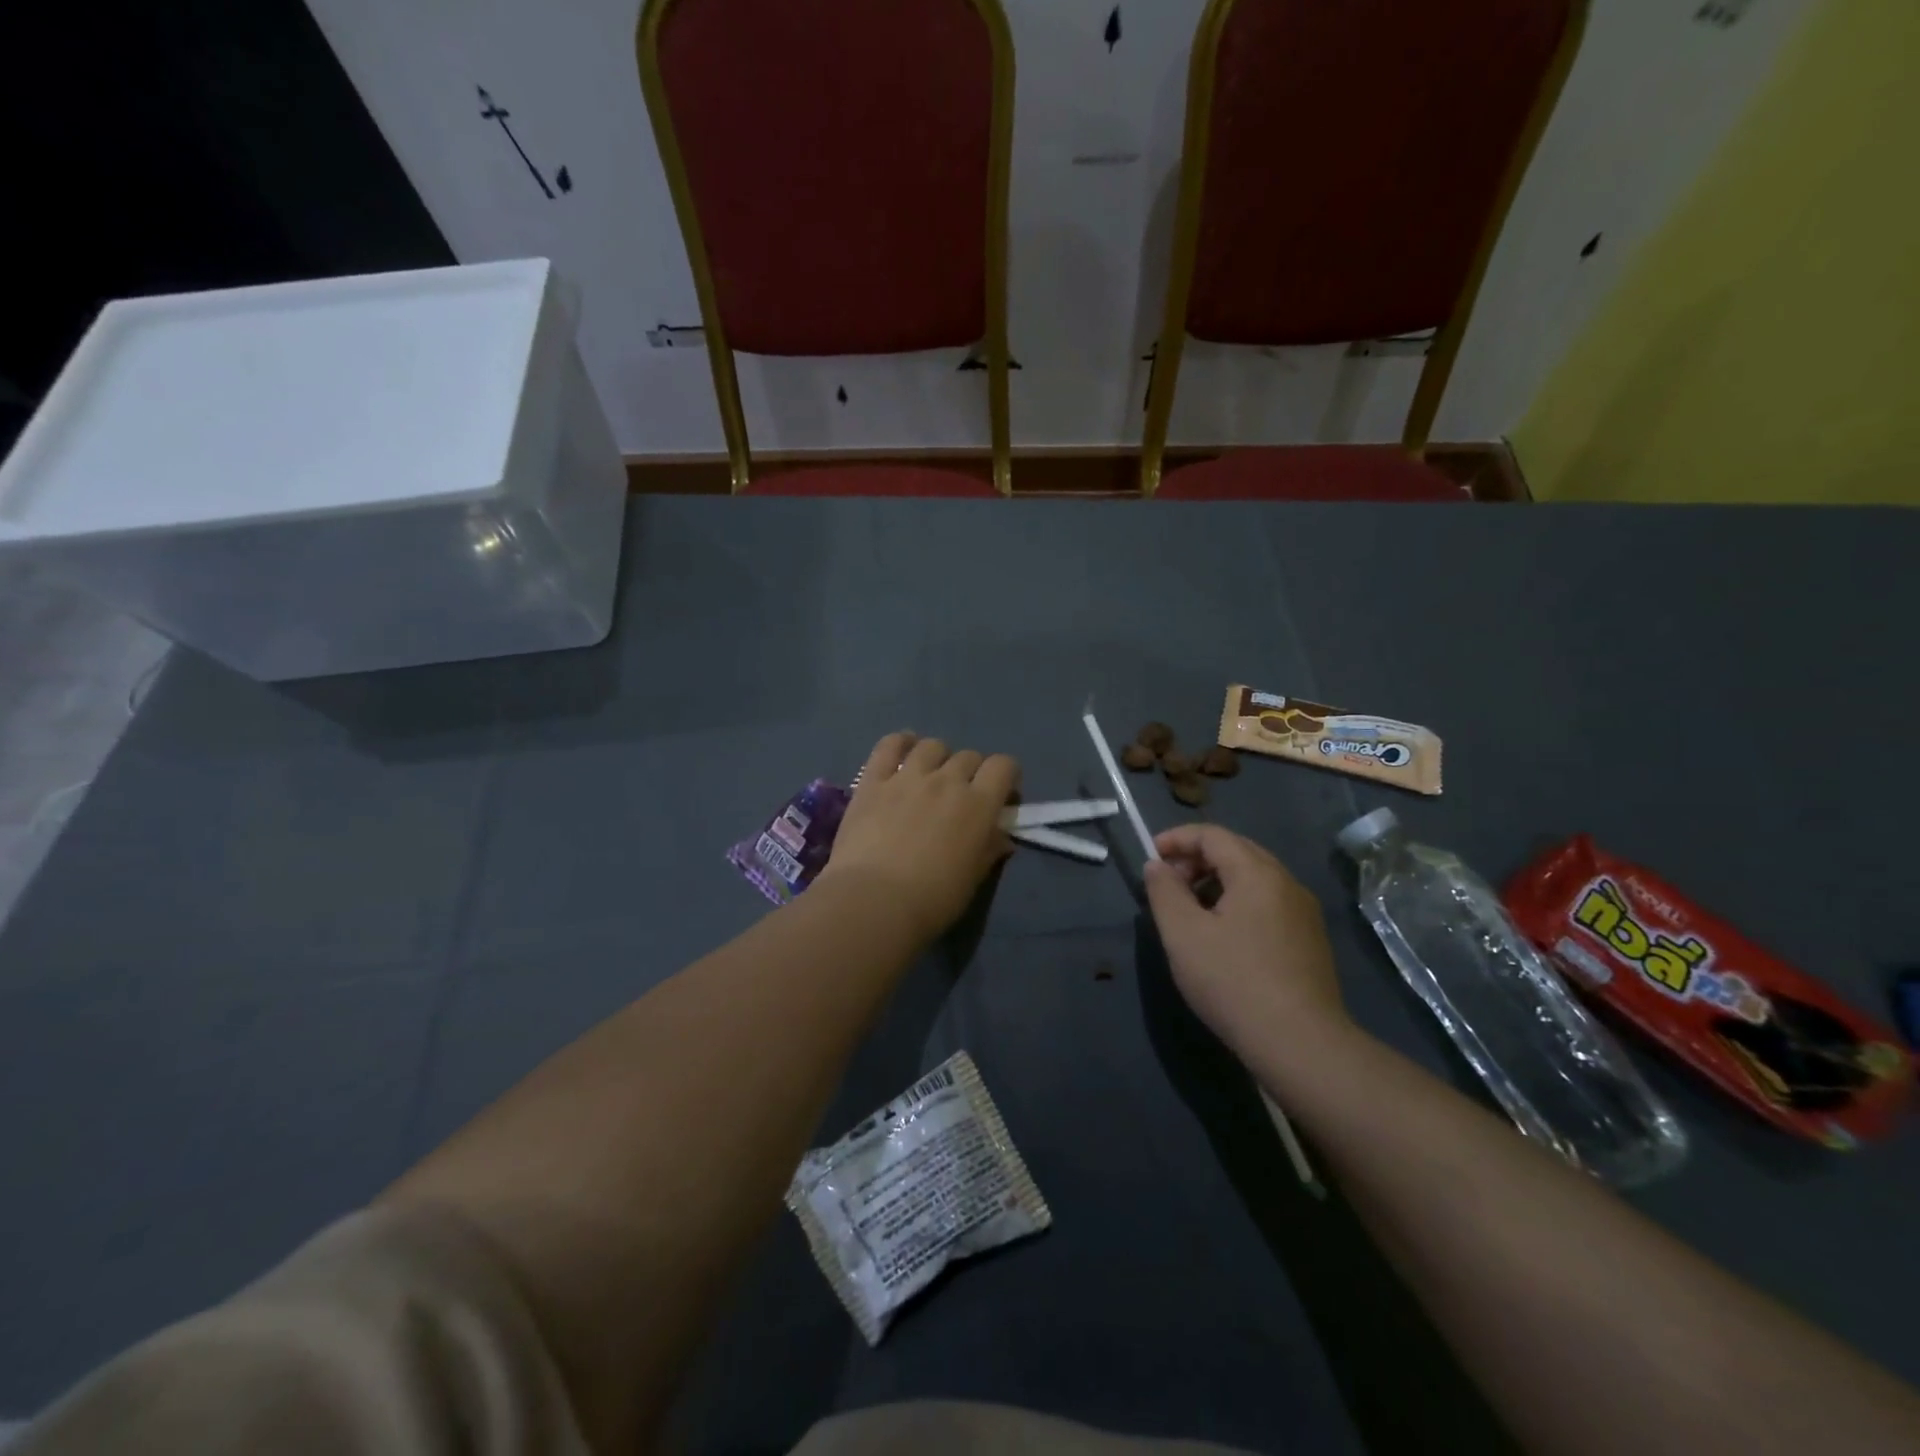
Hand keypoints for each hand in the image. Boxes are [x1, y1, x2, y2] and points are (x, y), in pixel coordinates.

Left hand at [819, 732, 1019, 939]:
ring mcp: (907, 776)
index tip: (1001, 794)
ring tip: (930, 775)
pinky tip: (902, 749)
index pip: (1003, 766)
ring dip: (938, 758)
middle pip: (969, 756)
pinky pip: (889, 745)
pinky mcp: (873, 780)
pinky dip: (900, 742)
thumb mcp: (973, 879)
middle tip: (961, 795)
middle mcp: (947, 780)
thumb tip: (1002, 837)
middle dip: (972, 771)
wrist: (874, 901)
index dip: (1007, 775)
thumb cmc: (933, 899)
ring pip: (932, 746)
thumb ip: (989, 850)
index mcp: (978, 804)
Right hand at [1143, 824, 1353, 1068]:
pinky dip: (1237, 903)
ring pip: (1253, 879)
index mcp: (1258, 873)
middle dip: (1196, 859)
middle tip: (1167, 884)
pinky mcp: (1309, 941)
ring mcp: (1303, 913)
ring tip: (1189, 911)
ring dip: (1216, 882)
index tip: (1150, 858)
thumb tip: (1158, 866)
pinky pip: (1267, 903)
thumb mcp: (1183, 934)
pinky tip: (1221, 936)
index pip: (1213, 835)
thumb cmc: (1233, 982)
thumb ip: (1164, 891)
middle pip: (1236, 851)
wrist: (1300, 1045)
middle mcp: (1287, 883)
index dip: (1176, 839)